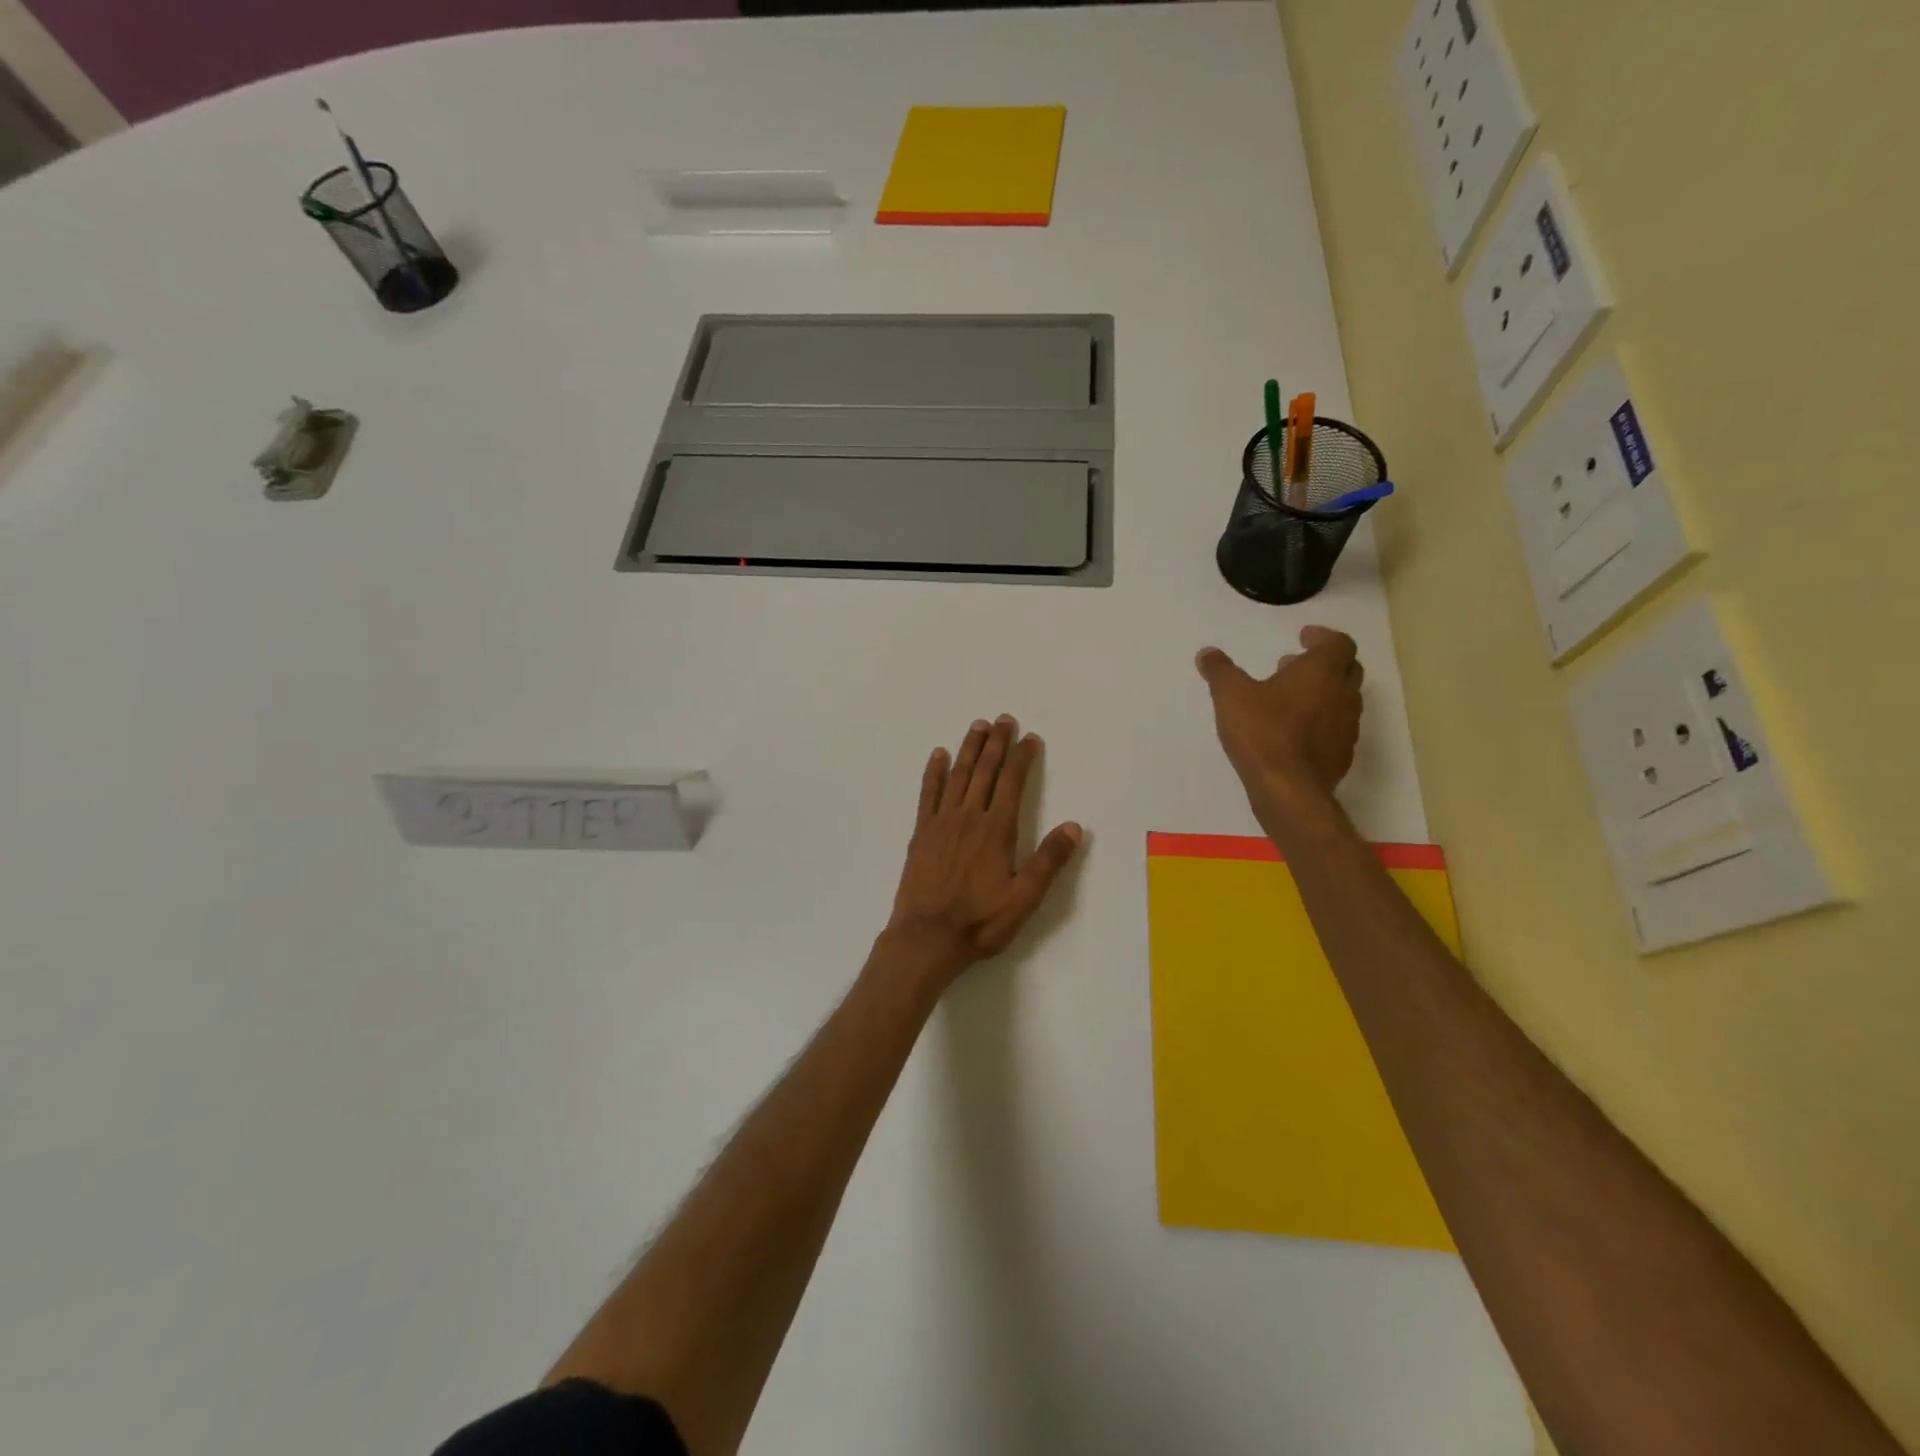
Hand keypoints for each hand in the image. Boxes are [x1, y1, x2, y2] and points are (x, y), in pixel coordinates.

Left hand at [883, 715, 1083, 987]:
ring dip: (969, 749)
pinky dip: (934, 772)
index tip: (1030, 737)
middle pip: (985, 771)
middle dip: (996, 743)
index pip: (1012, 783)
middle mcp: (969, 817)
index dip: (1022, 757)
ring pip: (958, 775)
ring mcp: (941, 822)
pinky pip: (927, 794)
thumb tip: (1074, 826)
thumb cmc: (979, 922)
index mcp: (997, 830)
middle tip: (1003, 719)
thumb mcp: (1024, 899)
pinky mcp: (920, 833)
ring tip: (977, 726)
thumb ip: (1048, 861)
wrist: (926, 938)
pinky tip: (938, 755)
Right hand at [1195, 626, 1363, 824]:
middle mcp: (1343, 694)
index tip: (1304, 637)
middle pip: (1348, 668)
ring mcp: (1347, 727)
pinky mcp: (1342, 754)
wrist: (1289, 789)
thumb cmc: (1262, 732)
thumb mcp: (1230, 696)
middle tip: (1295, 665)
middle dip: (1324, 663)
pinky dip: (1322, 721)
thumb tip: (1207, 653)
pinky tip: (1296, 732)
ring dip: (1323, 692)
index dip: (1323, 637)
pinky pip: (1337, 728)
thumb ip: (1219, 671)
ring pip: (1344, 699)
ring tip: (1292, 698)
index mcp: (1322, 672)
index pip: (1339, 643)